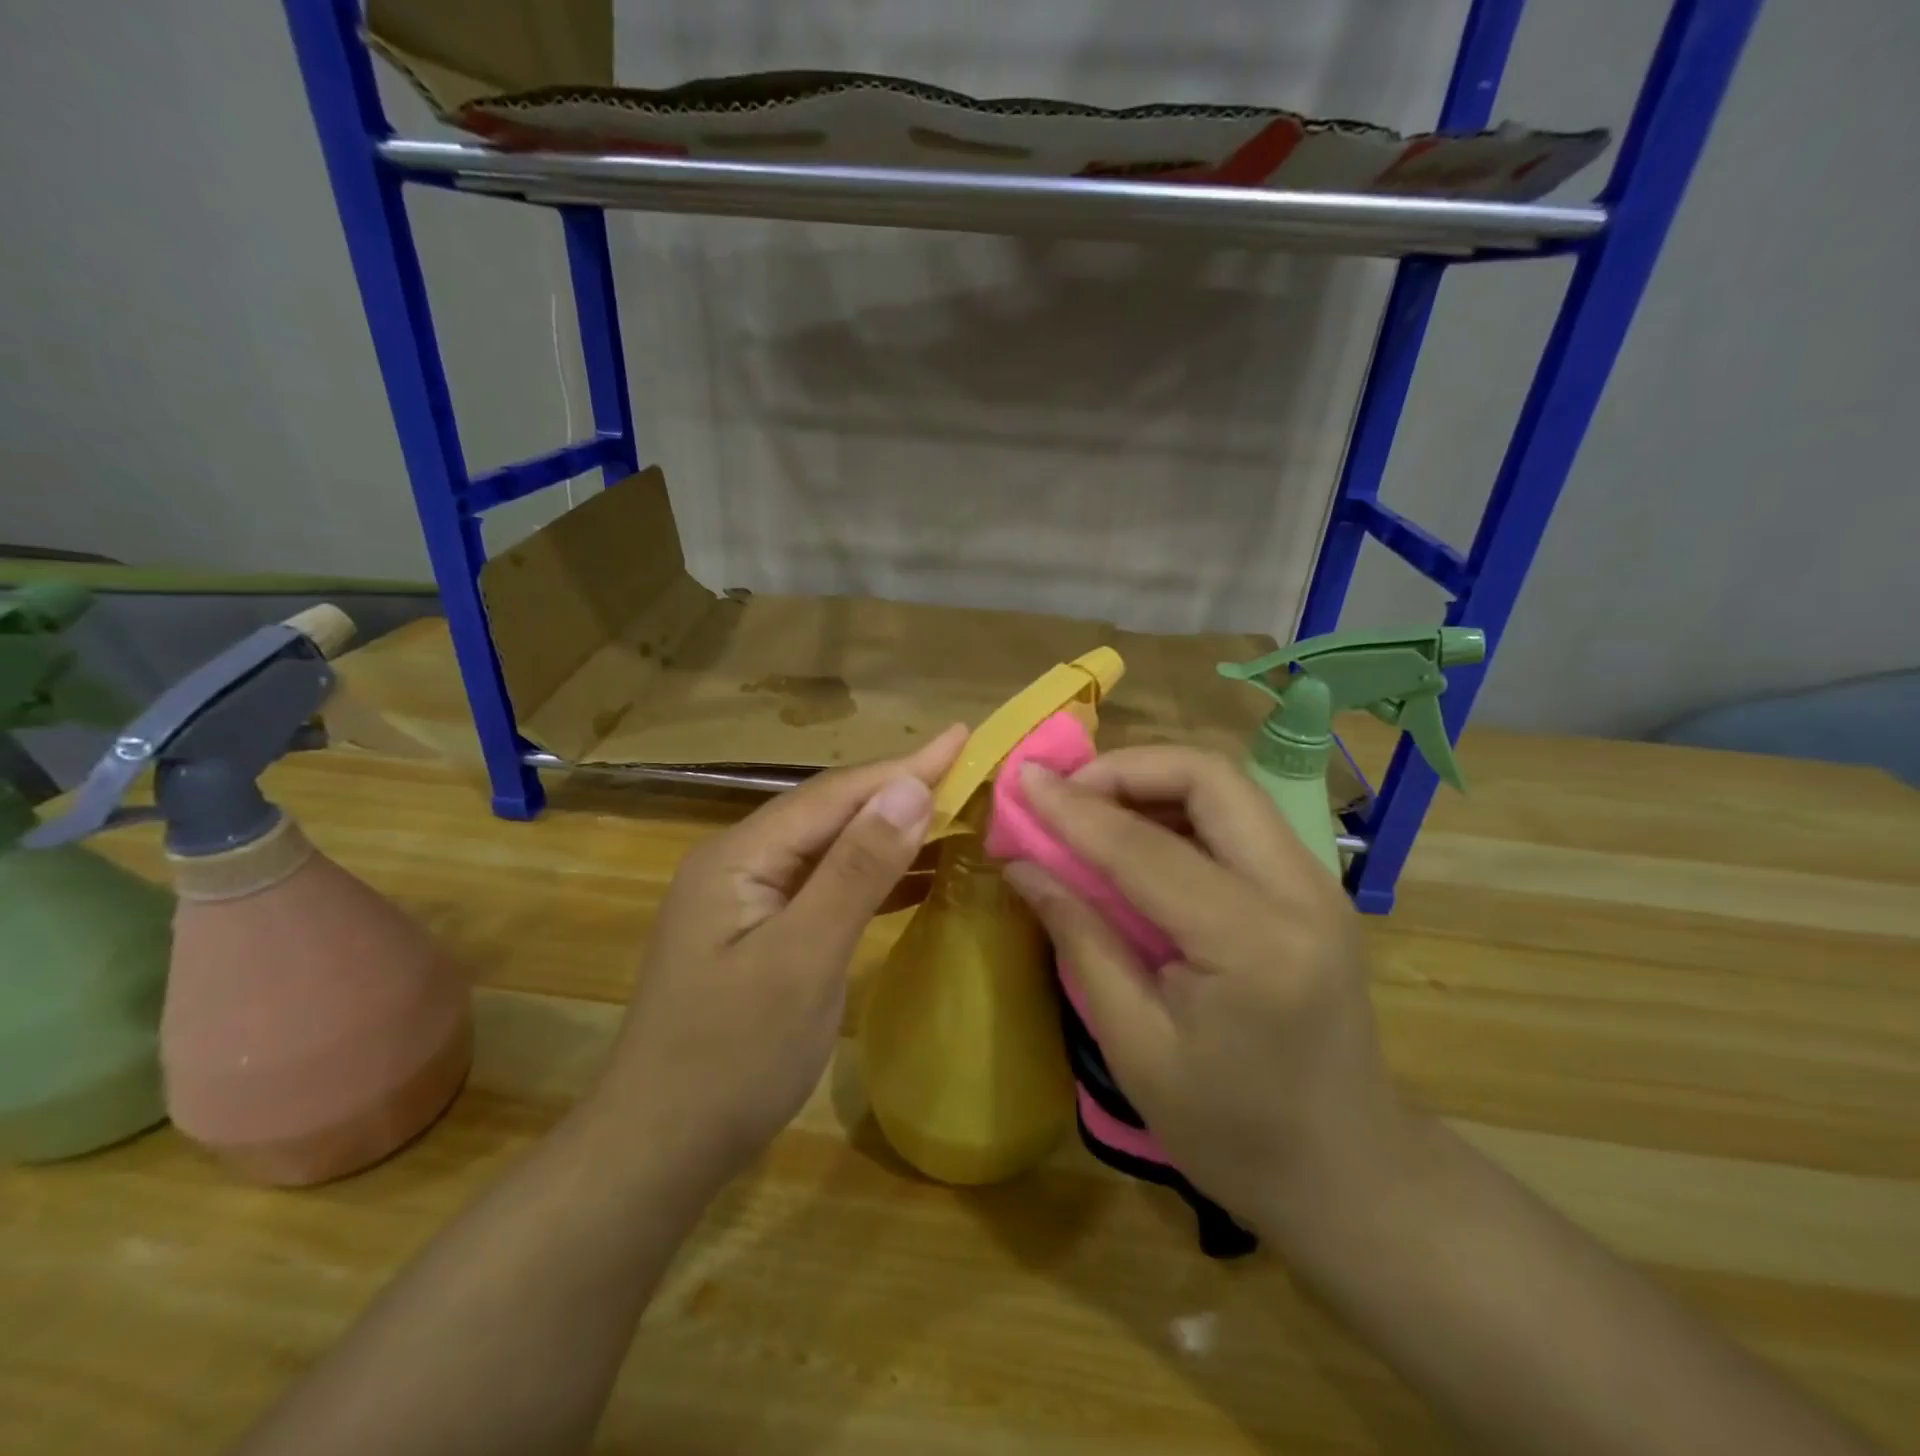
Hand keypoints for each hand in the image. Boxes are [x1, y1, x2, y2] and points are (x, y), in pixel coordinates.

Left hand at [597, 725, 967, 1188]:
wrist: (660, 1150)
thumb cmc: (732, 1057)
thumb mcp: (802, 959)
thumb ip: (855, 870)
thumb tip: (908, 788)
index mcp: (740, 855)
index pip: (834, 793)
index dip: (903, 765)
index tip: (962, 737)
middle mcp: (740, 862)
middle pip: (831, 812)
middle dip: (899, 790)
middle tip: (967, 771)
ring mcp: (748, 899)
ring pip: (831, 848)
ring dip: (890, 831)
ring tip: (954, 812)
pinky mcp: (762, 933)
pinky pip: (827, 886)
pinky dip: (874, 876)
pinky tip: (916, 876)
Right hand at [1003, 746, 1409, 1235]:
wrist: (1348, 1172)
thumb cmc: (1230, 1131)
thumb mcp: (1134, 1046)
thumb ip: (1080, 938)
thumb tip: (1023, 864)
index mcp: (1252, 945)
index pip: (1147, 848)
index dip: (1074, 808)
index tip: (1020, 779)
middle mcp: (1300, 892)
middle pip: (1210, 777)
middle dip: (1125, 768)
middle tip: (1064, 793)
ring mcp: (1318, 883)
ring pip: (1227, 787)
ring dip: (1152, 782)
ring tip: (1090, 809)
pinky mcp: (1314, 887)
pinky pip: (1238, 817)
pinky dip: (1179, 808)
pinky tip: (1137, 838)